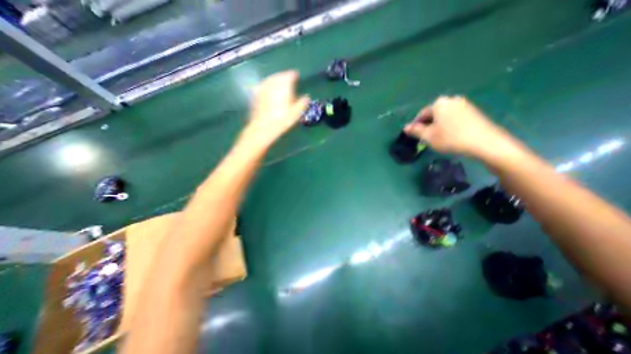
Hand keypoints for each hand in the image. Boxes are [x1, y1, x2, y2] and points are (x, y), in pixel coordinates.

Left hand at [243, 71, 309, 147]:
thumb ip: (303, 103)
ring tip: (279, 83)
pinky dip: (267, 85)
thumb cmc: (282, 120)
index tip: (296, 76)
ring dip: (275, 79)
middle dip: (284, 76)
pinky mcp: (256, 94)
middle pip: (279, 76)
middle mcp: (273, 83)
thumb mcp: (296, 113)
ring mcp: (263, 87)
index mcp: (284, 85)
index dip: (294, 75)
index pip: (290, 75)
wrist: (263, 127)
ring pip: (270, 79)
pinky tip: (268, 89)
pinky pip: (263, 85)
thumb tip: (307, 97)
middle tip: (288, 79)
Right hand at [406, 95, 519, 158]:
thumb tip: (405, 127)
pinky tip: (450, 135)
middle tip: (425, 138)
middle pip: (433, 114)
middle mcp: (451, 100)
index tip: (414, 135)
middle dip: (427, 125)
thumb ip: (415, 131)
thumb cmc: (450, 138)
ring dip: (438, 125)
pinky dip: (449, 125)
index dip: (416, 125)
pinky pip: (454, 117)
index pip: (421, 114)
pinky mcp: (473, 111)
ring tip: (437, 138)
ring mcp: (464, 104)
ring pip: (444, 116)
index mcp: (439, 103)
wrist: (484, 142)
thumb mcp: (428, 136)